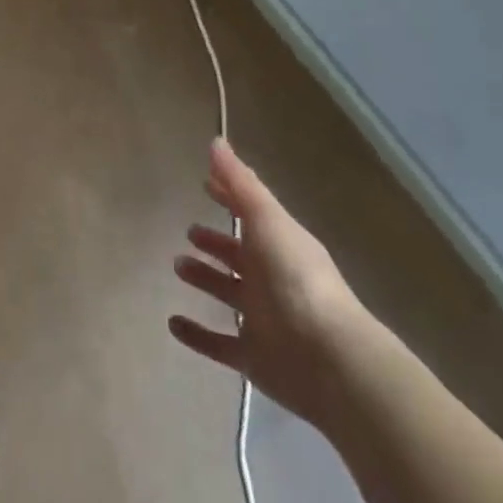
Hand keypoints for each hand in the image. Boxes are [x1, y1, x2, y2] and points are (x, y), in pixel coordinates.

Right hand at [168, 138, 375, 427]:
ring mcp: (262, 320)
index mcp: (279, 246)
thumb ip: (241, 184)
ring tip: (178, 266)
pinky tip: (173, 323)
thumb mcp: (267, 222)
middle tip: (189, 232)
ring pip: (228, 293)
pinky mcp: (251, 357)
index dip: (228, 197)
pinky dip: (196, 334)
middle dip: (216, 242)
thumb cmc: (295, 280)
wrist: (328, 360)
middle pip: (240, 255)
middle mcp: (272, 279)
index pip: (250, 214)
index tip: (204, 182)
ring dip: (205, 279)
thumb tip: (216, 142)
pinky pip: (218, 343)